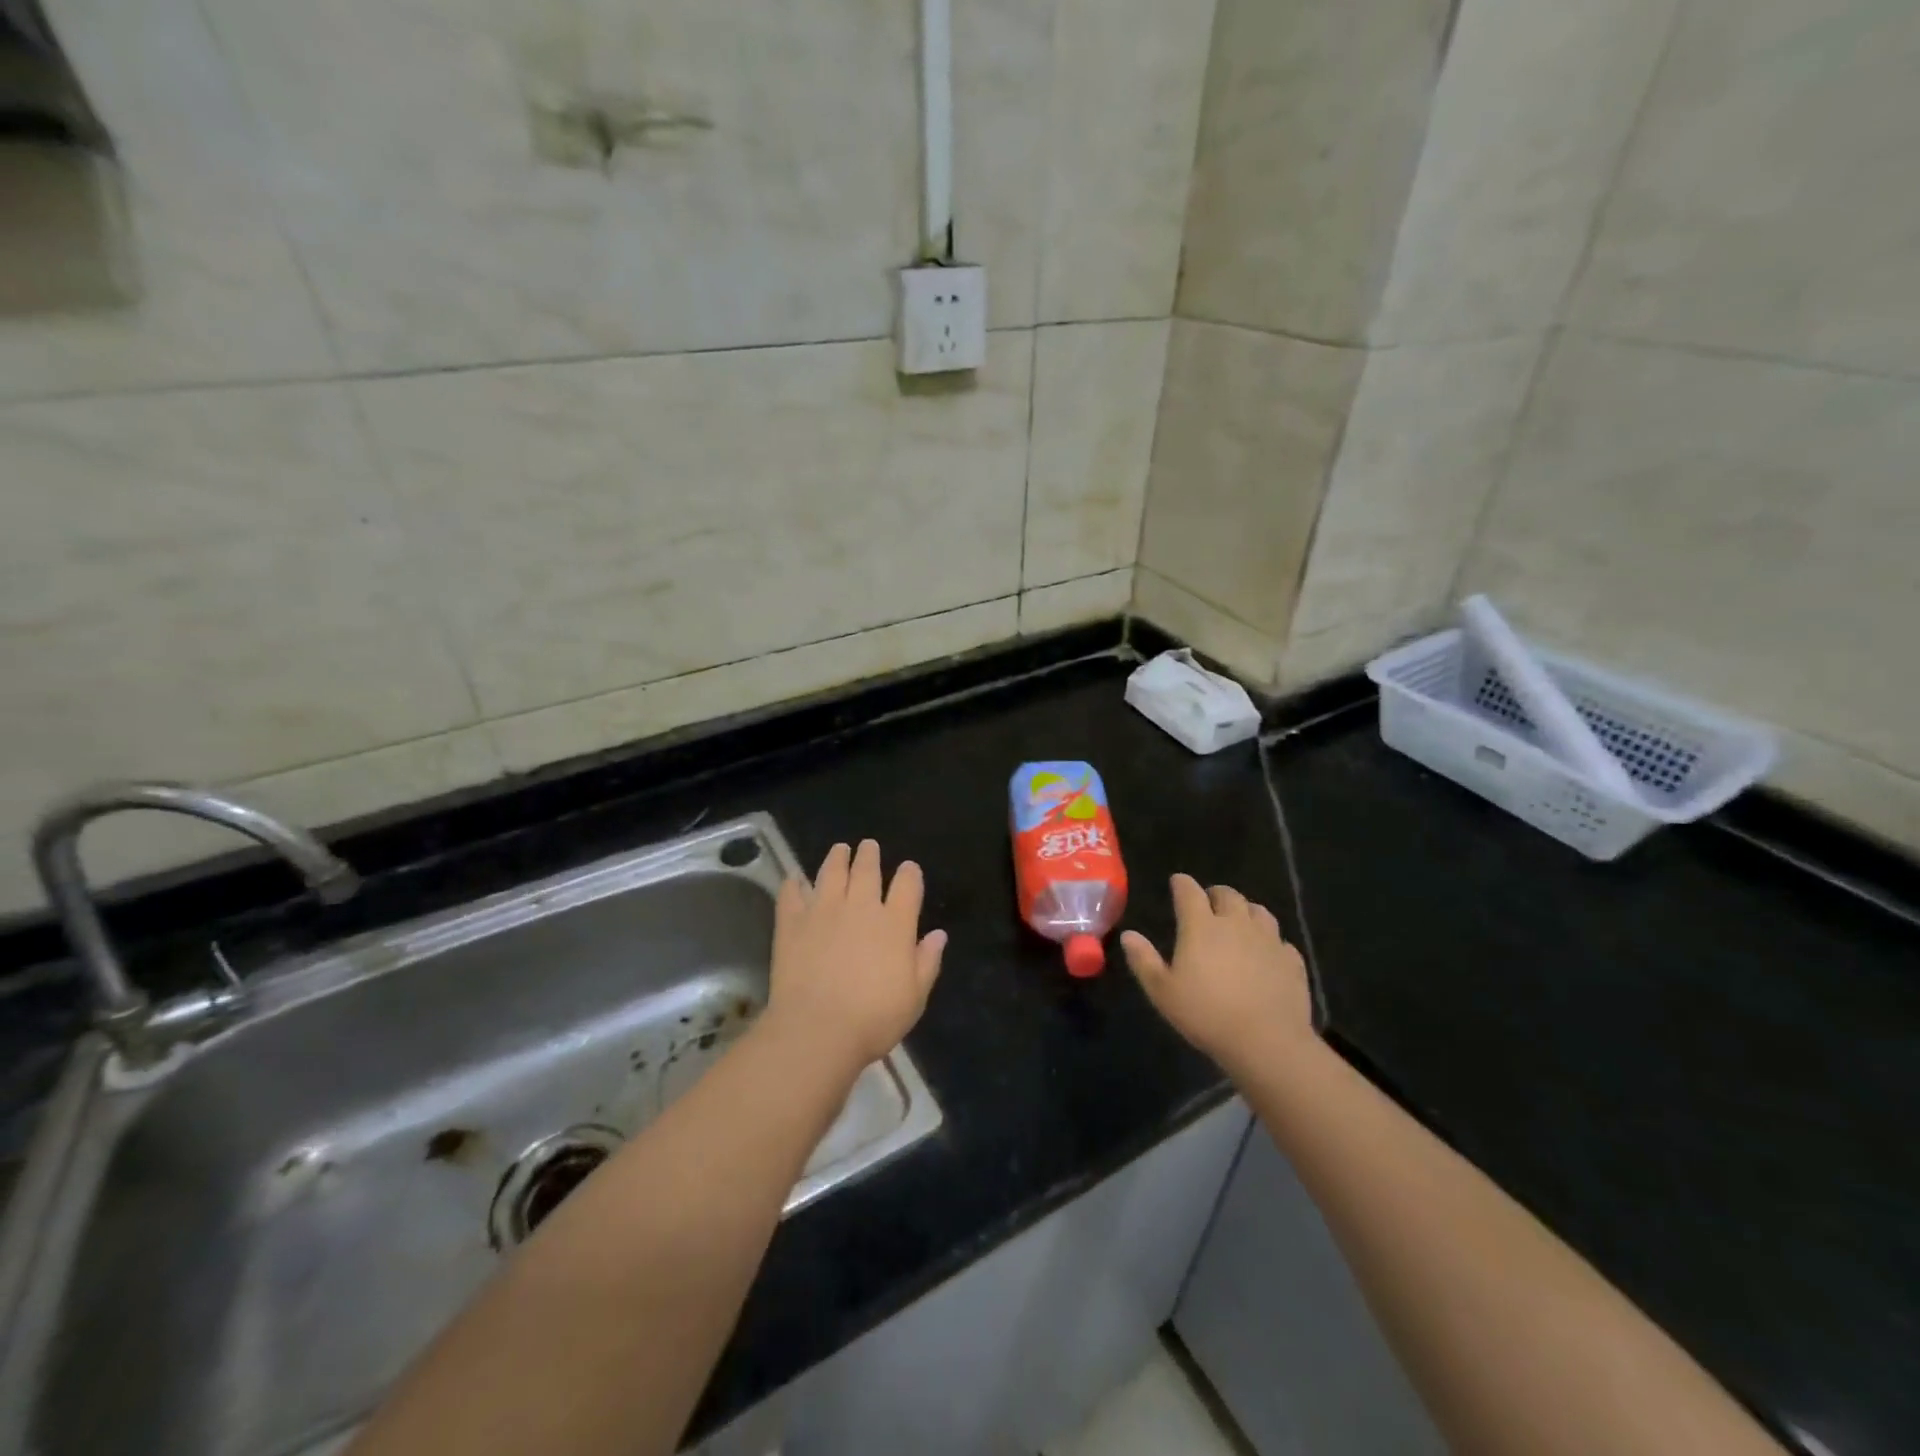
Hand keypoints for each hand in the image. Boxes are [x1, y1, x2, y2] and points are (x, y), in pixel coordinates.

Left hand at [766, 840, 946, 1075]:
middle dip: (869, 855)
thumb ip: (927, 961)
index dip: (910, 873)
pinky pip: (792, 894)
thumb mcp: (915, 997)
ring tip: (839, 849)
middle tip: (868, 846)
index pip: (907, 885)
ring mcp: (823, 911)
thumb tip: (939, 934)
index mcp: (895, 923)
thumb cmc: (874, 1019)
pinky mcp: (792, 923)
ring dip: (837, 858)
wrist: (817, 1029)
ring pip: (831, 873)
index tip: (908, 868)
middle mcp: (861, 907)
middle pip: (867, 870)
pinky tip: (794, 879)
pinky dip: (794, 884)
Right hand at [1121, 874, 1313, 1077]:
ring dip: (1246, 911)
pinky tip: (1267, 953)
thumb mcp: (1162, 992)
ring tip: (1239, 921)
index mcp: (1201, 926)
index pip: (1189, 891)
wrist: (1266, 1041)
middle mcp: (1236, 924)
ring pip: (1259, 911)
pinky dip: (1271, 941)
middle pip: (1228, 895)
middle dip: (1215, 894)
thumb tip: (1129, 934)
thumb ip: (1144, 960)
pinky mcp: (1292, 961)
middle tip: (1208, 903)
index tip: (1177, 882)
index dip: (1182, 884)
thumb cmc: (1206, 1014)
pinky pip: (1281, 941)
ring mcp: (1268, 940)